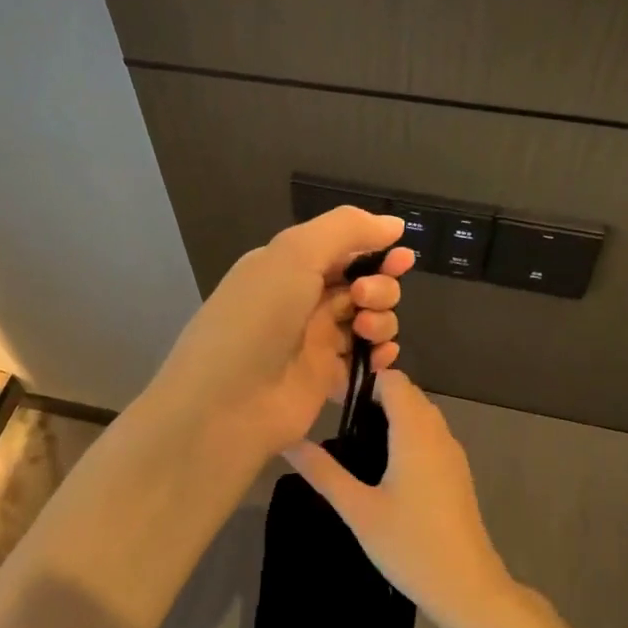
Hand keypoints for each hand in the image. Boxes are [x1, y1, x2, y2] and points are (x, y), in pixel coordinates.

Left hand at [146, 207, 415, 461]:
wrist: (226, 403)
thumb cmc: (258, 319)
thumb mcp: (295, 254)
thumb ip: (346, 229)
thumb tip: (393, 224)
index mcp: (287, 266)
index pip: (343, 249)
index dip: (375, 251)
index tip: (401, 258)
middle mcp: (302, 300)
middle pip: (362, 283)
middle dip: (379, 287)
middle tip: (363, 300)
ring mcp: (315, 342)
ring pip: (370, 320)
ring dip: (382, 319)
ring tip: (367, 332)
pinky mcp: (326, 379)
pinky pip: (367, 359)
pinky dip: (381, 355)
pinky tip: (380, 358)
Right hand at [284, 369, 518, 626]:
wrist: (467, 588)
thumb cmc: (410, 545)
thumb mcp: (358, 510)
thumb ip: (323, 472)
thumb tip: (288, 441)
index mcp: (416, 433)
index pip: (394, 380)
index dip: (364, 383)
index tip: (334, 403)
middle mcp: (439, 434)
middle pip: (408, 395)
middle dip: (374, 400)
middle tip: (337, 424)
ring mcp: (452, 454)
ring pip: (421, 416)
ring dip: (391, 419)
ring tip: (354, 447)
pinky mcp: (456, 474)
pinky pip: (430, 437)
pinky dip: (406, 438)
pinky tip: (382, 470)